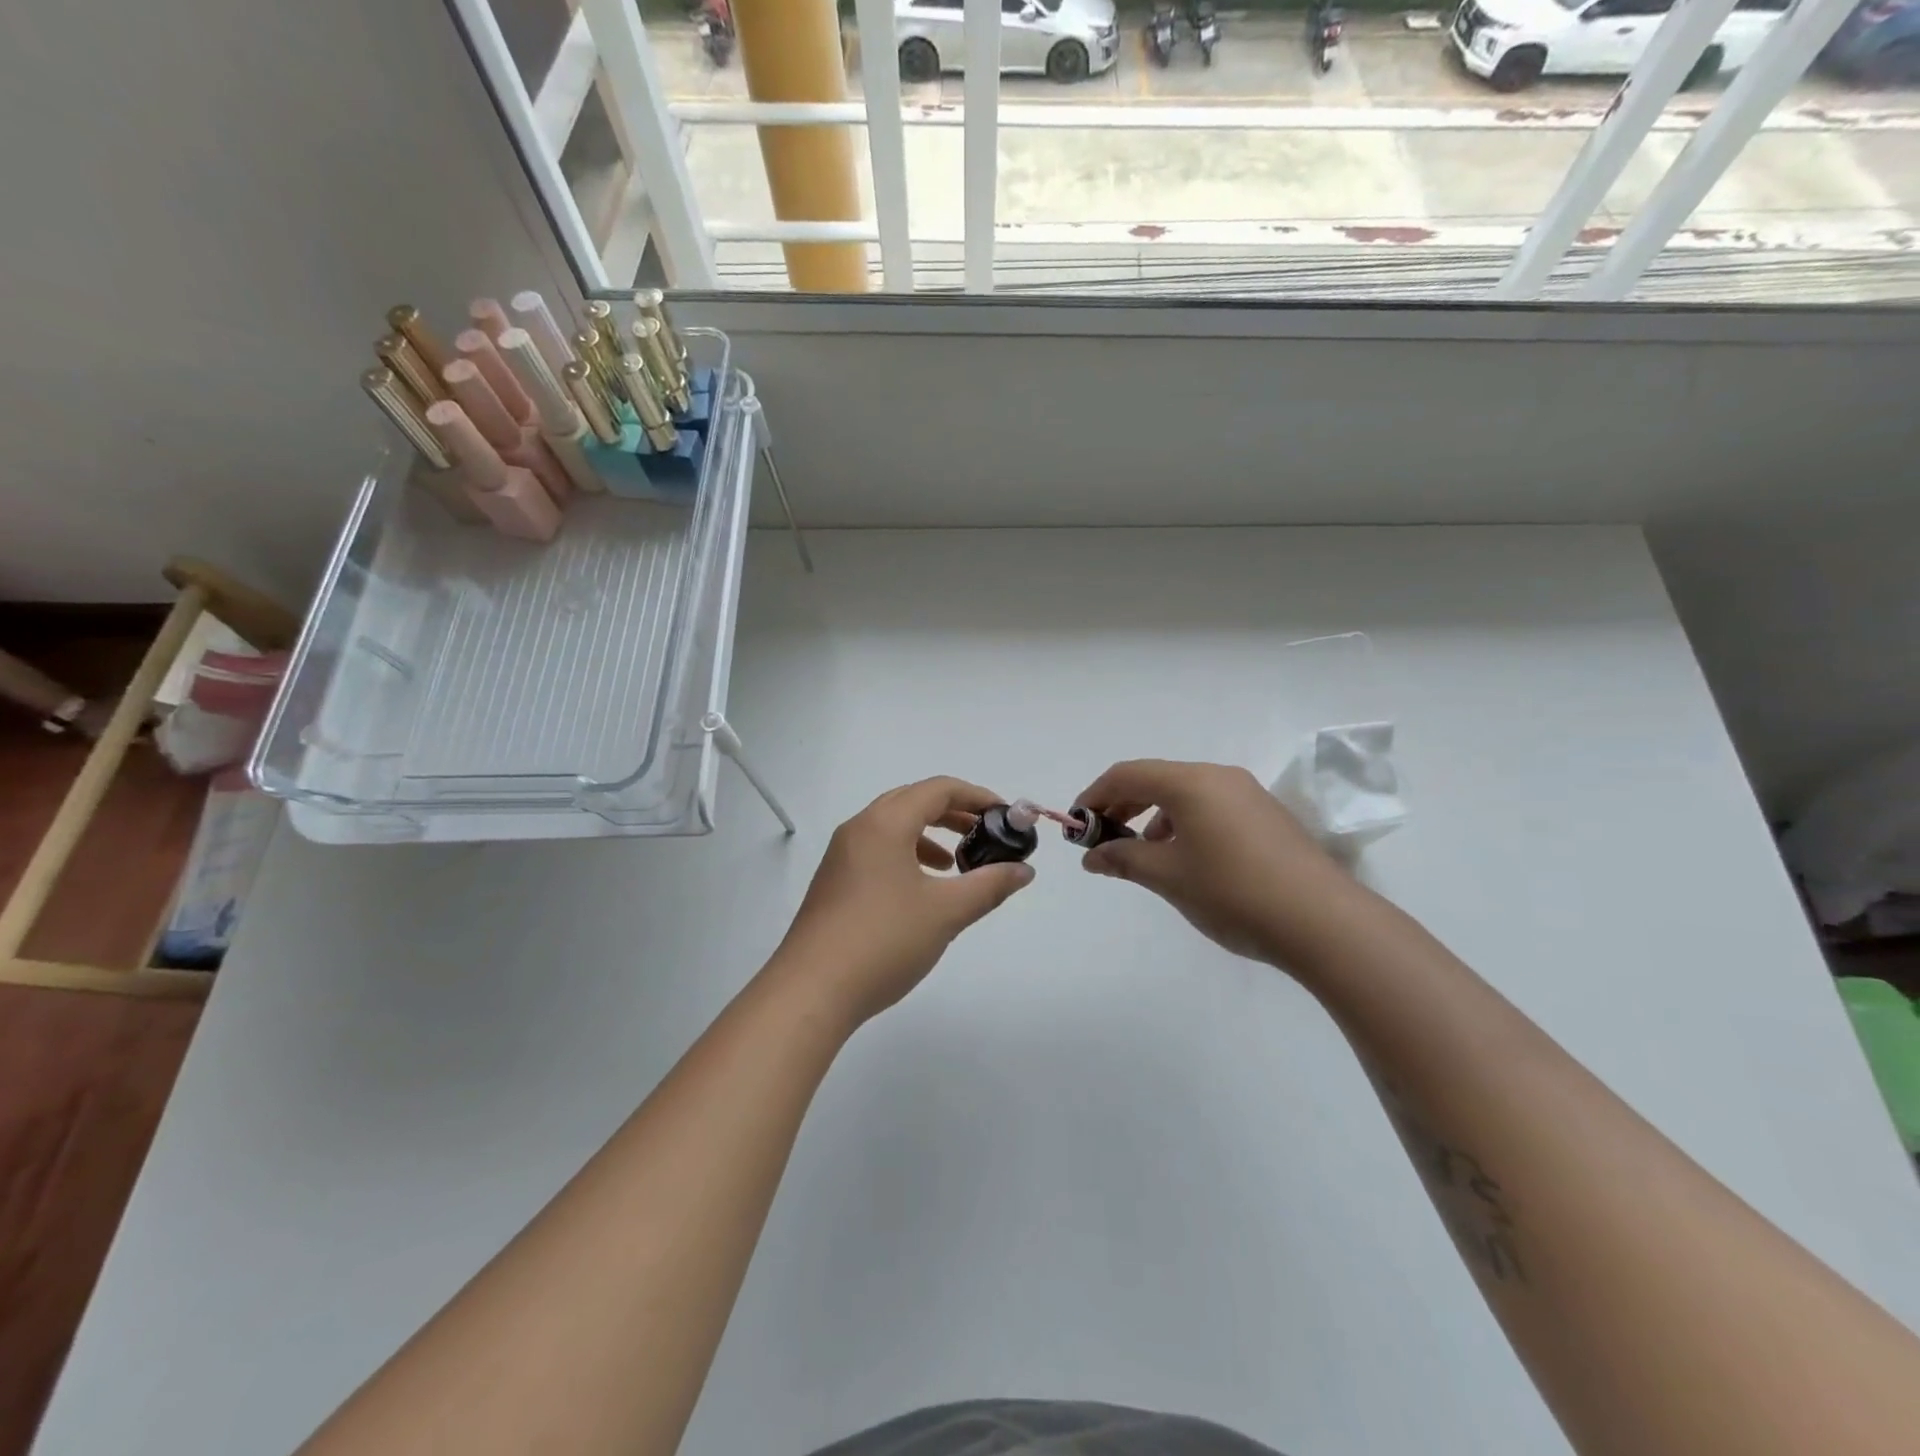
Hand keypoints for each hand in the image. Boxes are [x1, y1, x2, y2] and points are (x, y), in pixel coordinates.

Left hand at [772, 778, 1035, 1026]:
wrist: (811, 991)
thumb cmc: (883, 941)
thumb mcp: (946, 912)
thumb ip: (989, 885)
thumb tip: (1024, 870)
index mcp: (884, 823)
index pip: (938, 789)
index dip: (977, 797)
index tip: (1006, 817)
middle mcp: (859, 829)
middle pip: (913, 802)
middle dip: (954, 813)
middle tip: (986, 835)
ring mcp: (841, 856)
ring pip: (893, 827)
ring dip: (930, 835)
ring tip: (956, 864)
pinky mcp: (834, 882)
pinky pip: (878, 851)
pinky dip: (907, 856)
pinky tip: (922, 890)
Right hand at [1074, 759, 1367, 973]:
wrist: (1324, 923)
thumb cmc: (1233, 892)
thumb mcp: (1168, 877)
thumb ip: (1124, 859)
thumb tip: (1092, 857)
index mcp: (1191, 782)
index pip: (1127, 775)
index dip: (1095, 795)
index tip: (1077, 825)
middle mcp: (1219, 777)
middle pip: (1156, 779)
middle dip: (1123, 805)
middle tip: (1102, 837)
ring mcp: (1248, 794)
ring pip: (1185, 793)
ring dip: (1154, 816)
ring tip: (1144, 853)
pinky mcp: (1266, 816)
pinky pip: (1211, 807)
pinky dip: (1184, 823)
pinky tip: (1186, 859)